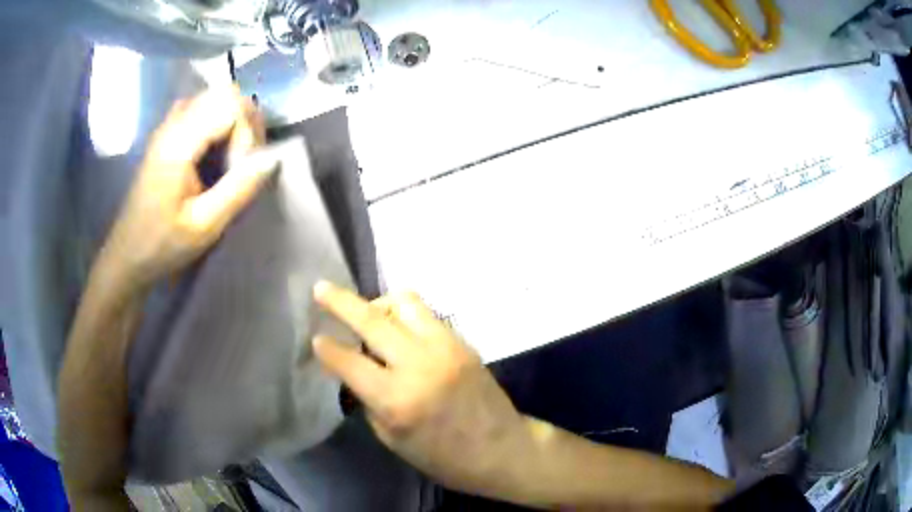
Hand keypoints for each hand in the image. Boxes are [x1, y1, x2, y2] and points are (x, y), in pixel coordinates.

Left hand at [102, 86, 273, 287]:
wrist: (127, 255)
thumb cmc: (162, 245)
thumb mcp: (204, 226)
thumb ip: (238, 189)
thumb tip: (273, 158)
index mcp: (178, 143)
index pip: (231, 106)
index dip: (247, 133)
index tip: (240, 170)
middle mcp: (173, 123)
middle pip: (225, 94)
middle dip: (245, 124)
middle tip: (243, 164)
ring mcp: (169, 126)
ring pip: (216, 99)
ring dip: (234, 124)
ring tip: (233, 160)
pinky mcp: (168, 134)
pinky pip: (203, 110)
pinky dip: (219, 126)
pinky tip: (216, 155)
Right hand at [312, 282, 531, 494]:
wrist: (502, 449)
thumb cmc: (443, 457)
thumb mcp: (392, 439)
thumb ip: (369, 399)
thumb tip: (354, 369)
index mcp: (396, 400)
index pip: (349, 361)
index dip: (326, 348)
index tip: (315, 338)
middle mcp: (418, 364)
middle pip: (371, 319)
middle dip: (339, 301)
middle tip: (320, 289)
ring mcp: (445, 347)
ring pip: (403, 302)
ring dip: (379, 303)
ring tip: (369, 315)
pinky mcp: (462, 342)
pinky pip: (426, 315)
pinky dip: (404, 316)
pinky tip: (399, 330)